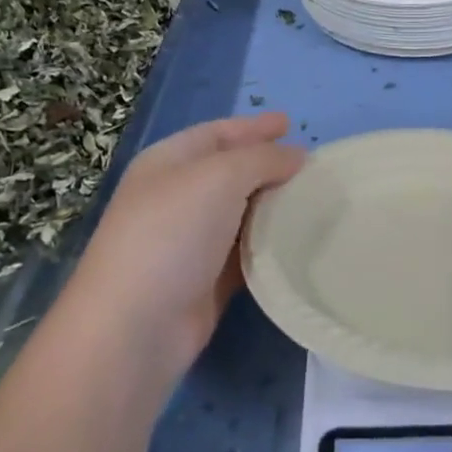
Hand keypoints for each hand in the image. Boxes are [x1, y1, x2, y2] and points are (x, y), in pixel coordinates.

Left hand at [62, 112, 303, 382]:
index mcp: (168, 163)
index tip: (291, 123)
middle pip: (230, 172)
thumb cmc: (172, 233)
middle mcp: (177, 198)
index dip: (252, 127)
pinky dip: (270, 245)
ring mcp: (190, 242)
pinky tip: (300, 241)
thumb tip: (296, 156)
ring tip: (316, 200)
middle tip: (312, 166)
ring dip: (275, 207)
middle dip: (269, 165)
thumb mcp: (219, 177)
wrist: (135, 327)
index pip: (216, 133)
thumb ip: (262, 158)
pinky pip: (246, 253)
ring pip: (241, 213)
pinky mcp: (206, 282)